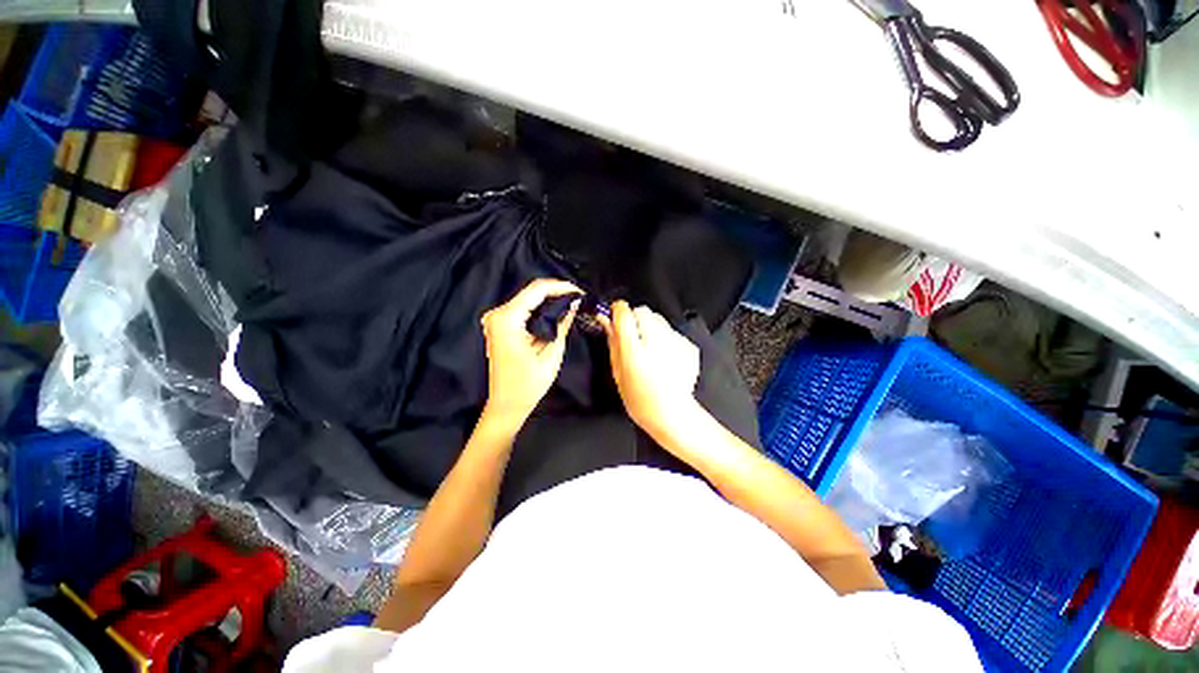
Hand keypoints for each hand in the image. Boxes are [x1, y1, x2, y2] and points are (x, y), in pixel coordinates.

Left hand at [480, 279, 580, 423]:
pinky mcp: (500, 325)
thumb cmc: (528, 384)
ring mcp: (496, 318)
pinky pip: (523, 308)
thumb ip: (562, 323)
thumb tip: (574, 302)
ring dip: (550, 299)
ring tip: (572, 302)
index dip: (561, 287)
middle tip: (579, 297)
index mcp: (507, 319)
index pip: (537, 290)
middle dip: (557, 292)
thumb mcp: (551, 352)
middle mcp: (498, 314)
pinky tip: (557, 311)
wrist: (507, 404)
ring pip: (528, 298)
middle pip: (531, 292)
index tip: (580, 291)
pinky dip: (541, 308)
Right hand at [600, 301, 700, 439]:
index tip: (615, 317)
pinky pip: (672, 331)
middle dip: (635, 319)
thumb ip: (613, 343)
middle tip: (633, 337)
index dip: (618, 312)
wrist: (673, 415)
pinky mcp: (689, 346)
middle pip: (643, 311)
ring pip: (659, 319)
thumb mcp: (618, 373)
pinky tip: (665, 357)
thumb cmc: (639, 399)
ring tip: (651, 349)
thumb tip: (606, 320)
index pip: (624, 313)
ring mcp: (676, 342)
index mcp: (635, 351)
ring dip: (651, 327)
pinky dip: (666, 338)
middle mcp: (657, 342)